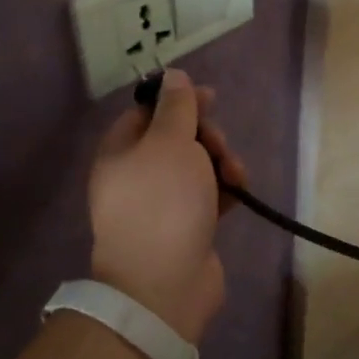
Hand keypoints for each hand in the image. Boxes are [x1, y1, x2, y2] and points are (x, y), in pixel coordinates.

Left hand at [87, 69, 247, 343]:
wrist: (164, 284)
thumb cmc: (163, 203)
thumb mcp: (169, 142)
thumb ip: (176, 106)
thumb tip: (173, 75)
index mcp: (120, 151)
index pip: (148, 112)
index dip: (179, 101)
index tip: (210, 99)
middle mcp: (136, 175)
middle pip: (175, 138)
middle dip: (205, 136)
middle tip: (219, 146)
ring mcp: (160, 204)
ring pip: (195, 166)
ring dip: (219, 162)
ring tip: (235, 176)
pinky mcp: (184, 227)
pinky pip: (206, 195)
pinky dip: (222, 189)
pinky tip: (239, 192)